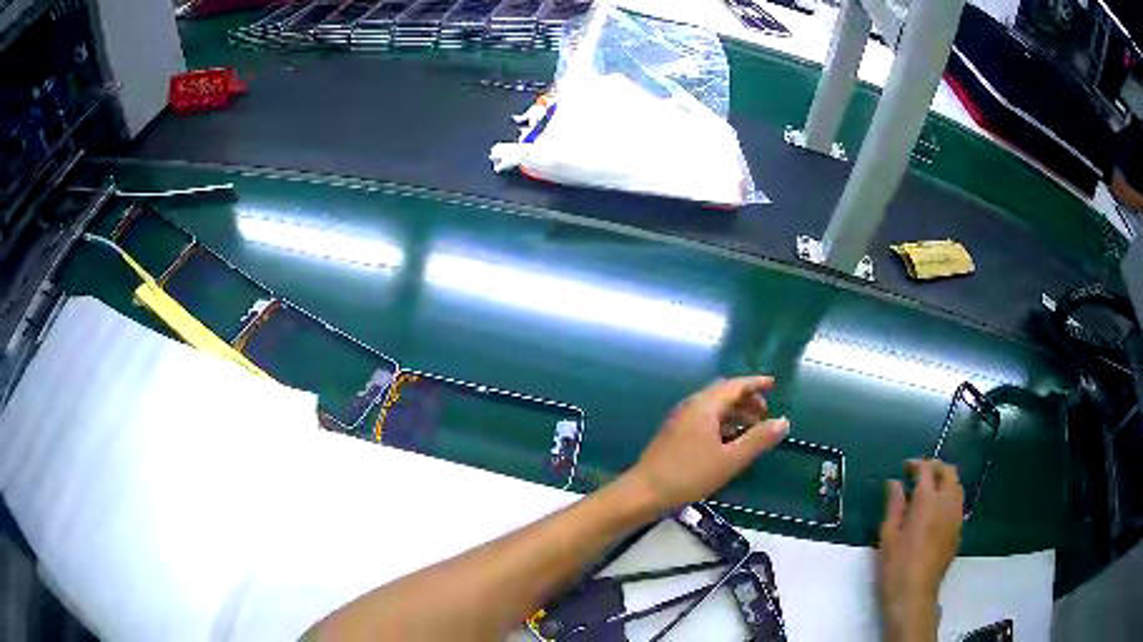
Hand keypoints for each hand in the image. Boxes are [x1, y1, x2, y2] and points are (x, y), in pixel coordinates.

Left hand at [623, 376, 788, 511]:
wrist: (644, 492)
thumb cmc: (689, 474)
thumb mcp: (730, 459)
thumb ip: (758, 440)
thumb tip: (783, 421)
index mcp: (704, 405)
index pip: (734, 385)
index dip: (755, 384)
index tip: (773, 384)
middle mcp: (691, 406)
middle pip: (723, 394)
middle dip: (746, 400)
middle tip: (764, 413)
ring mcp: (680, 420)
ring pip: (713, 408)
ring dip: (734, 413)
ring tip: (752, 429)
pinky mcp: (674, 435)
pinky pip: (704, 420)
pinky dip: (721, 424)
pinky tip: (729, 442)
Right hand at [878, 459, 964, 641]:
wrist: (914, 595)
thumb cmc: (895, 566)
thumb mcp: (888, 535)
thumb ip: (894, 505)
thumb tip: (895, 483)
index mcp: (927, 502)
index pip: (927, 471)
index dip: (916, 464)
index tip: (905, 467)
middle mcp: (947, 504)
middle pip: (949, 472)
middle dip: (935, 466)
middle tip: (920, 472)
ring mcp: (956, 518)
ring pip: (957, 487)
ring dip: (945, 480)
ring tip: (929, 488)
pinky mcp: (958, 532)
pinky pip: (957, 504)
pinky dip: (949, 497)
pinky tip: (936, 510)